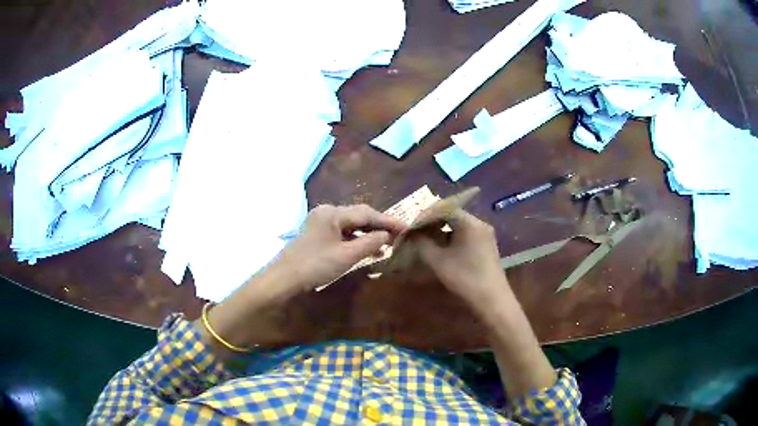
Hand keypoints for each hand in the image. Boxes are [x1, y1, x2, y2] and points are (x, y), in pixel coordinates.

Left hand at [267, 204, 406, 293]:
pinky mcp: (317, 234)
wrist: (284, 279)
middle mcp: (326, 212)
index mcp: (332, 213)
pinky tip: (367, 249)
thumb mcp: (347, 255)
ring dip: (368, 235)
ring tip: (387, 245)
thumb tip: (388, 235)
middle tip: (399, 236)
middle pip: (358, 217)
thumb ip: (370, 243)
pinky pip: (342, 233)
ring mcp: (320, 223)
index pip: (366, 213)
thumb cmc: (315, 265)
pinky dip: (355, 240)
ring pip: (351, 226)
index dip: (388, 221)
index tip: (407, 227)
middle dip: (379, 227)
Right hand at [414, 209, 509, 315]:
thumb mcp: (438, 261)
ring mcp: (485, 235)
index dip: (425, 215)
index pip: (444, 208)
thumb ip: (422, 243)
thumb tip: (411, 233)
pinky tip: (441, 249)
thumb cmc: (465, 278)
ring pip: (458, 225)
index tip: (412, 226)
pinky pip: (465, 234)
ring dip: (441, 231)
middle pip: (452, 215)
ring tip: (425, 240)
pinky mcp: (486, 245)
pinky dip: (451, 238)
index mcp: (470, 222)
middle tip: (416, 232)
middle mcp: (479, 223)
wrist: (492, 300)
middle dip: (432, 222)